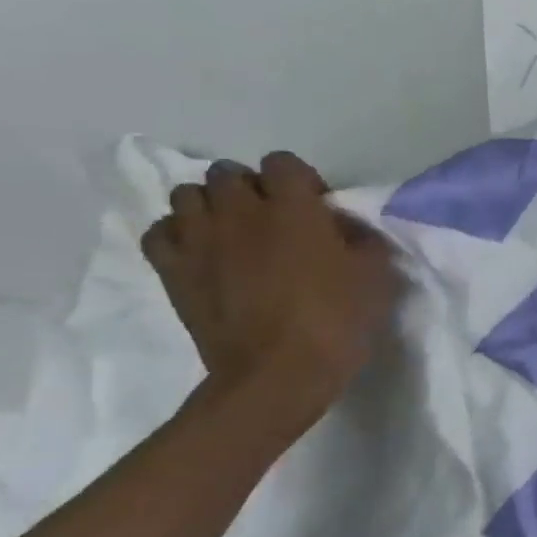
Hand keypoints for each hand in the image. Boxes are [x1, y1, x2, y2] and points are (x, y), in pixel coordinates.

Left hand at [142, 152, 399, 410]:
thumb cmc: (336, 321)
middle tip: (272, 220)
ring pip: (188, 195)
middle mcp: (241, 211)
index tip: (315, 209)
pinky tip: (199, 253)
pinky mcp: (174, 271)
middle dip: (250, 188)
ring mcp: (200, 239)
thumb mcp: (377, 276)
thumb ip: (362, 239)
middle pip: (228, 172)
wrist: (279, 375)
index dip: (300, 181)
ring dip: (210, 206)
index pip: (283, 162)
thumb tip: (343, 229)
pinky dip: (176, 235)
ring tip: (231, 233)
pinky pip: (159, 232)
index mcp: (293, 206)